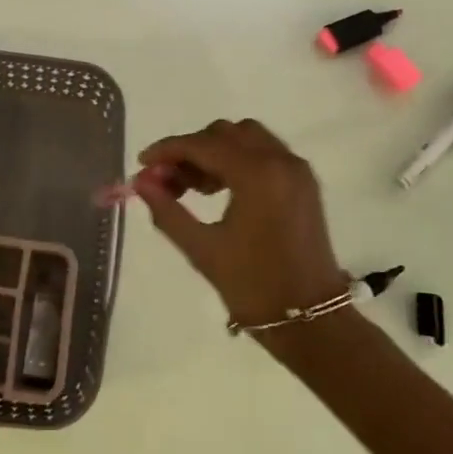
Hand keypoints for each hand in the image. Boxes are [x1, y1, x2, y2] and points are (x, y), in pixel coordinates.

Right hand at [135, 119, 347, 327]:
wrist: (311, 320)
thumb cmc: (253, 286)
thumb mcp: (202, 249)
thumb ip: (167, 210)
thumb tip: (140, 183)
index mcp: (257, 175)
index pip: (202, 144)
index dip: (168, 150)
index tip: (142, 165)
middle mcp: (281, 161)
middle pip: (225, 133)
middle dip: (192, 149)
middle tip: (169, 181)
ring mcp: (297, 170)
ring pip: (247, 138)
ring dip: (215, 151)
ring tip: (194, 187)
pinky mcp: (304, 183)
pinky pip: (265, 153)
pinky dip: (239, 159)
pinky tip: (220, 190)